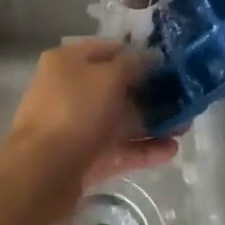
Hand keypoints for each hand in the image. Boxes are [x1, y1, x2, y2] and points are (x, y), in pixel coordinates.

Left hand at [3, 39, 176, 221]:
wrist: (40, 174)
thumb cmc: (74, 112)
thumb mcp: (108, 78)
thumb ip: (132, 65)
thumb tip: (150, 56)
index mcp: (68, 62)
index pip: (109, 50)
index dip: (138, 55)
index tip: (168, 65)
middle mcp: (70, 89)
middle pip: (116, 87)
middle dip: (149, 94)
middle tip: (182, 100)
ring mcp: (75, 126)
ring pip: (119, 120)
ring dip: (150, 124)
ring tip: (184, 128)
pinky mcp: (83, 159)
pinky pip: (116, 149)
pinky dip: (141, 149)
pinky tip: (170, 151)